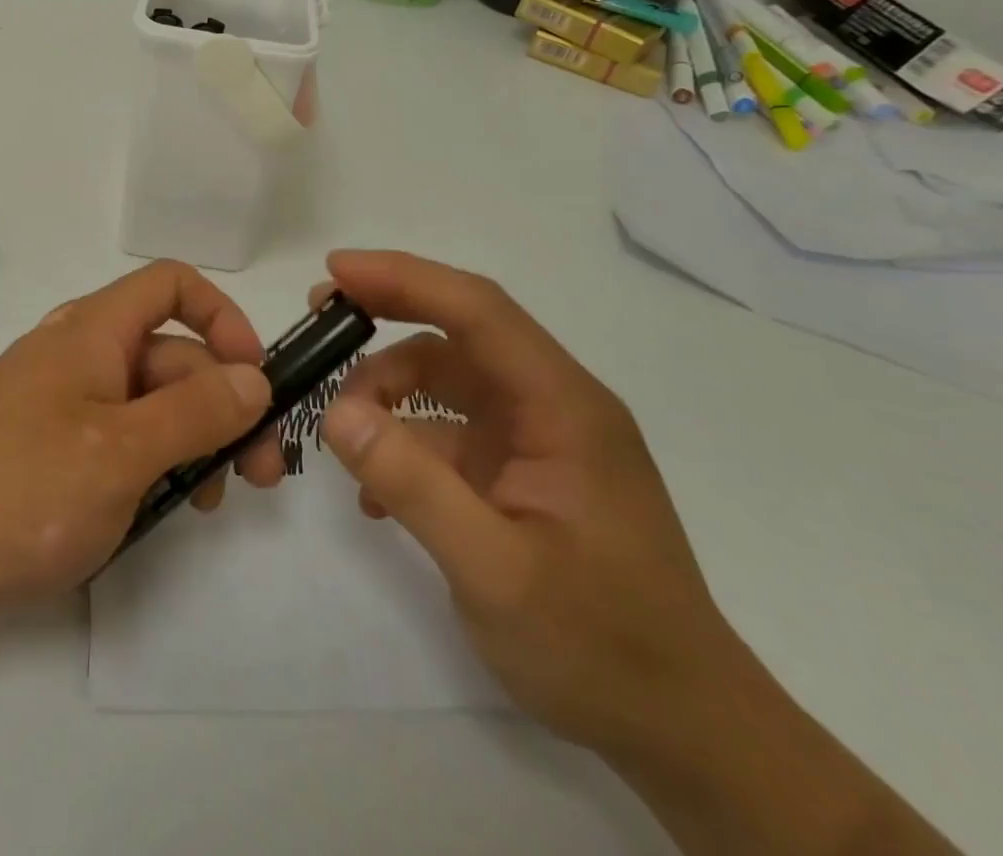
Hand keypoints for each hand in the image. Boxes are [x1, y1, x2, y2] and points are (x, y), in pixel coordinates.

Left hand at [0, 260, 282, 625]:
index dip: (222, 317)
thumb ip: (195, 412)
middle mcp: (81, 354)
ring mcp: (63, 402)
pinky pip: (117, 438)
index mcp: (95, 331)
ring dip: (192, 440)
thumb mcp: (120, 452)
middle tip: (261, 473)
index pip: (171, 285)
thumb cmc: (19, 489)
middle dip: (223, 403)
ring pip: (148, 402)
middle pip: (170, 354)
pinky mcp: (49, 446)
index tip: (255, 377)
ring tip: (208, 501)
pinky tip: (160, 511)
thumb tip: (255, 379)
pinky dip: (151, 463)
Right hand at [314, 250, 747, 759]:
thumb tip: (336, 412)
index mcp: (563, 406)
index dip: (404, 278)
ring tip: (342, 437)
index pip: (477, 311)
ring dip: (387, 393)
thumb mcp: (494, 571)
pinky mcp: (520, 472)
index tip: (336, 270)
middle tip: (320, 320)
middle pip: (458, 334)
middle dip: (386, 317)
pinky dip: (404, 443)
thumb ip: (413, 484)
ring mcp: (536, 439)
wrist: (682, 731)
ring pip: (446, 381)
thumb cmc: (601, 646)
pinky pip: (448, 433)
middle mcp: (552, 405)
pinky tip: (375, 495)